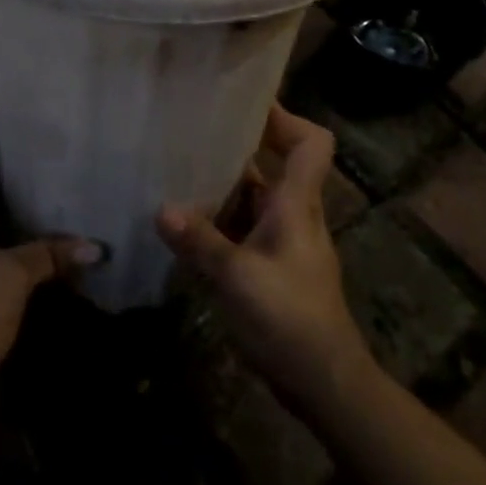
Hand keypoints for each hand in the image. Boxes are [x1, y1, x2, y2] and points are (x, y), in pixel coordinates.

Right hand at [158, 105, 374, 415]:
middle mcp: (294, 215)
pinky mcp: (271, 268)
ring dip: (223, 186)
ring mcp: (283, 243)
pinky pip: (243, 229)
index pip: (311, 144)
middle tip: (194, 131)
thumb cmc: (290, 319)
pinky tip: (186, 224)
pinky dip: (219, 221)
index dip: (286, 117)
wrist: (324, 382)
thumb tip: (161, 209)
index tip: (248, 102)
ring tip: (178, 170)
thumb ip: (200, 242)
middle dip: (239, 146)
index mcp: (297, 205)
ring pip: (254, 199)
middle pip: (276, 165)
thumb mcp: (238, 278)